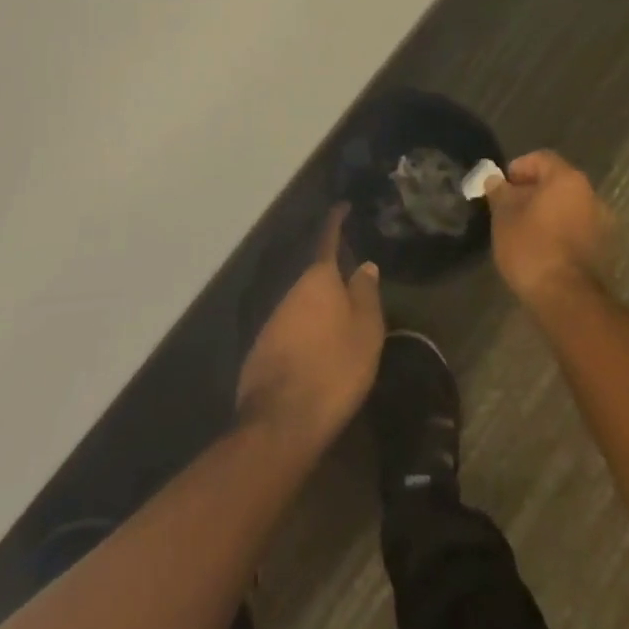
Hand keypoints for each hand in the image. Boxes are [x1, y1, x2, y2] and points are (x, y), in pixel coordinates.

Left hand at [236, 208, 383, 449]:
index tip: (342, 206)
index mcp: (317, 280)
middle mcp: (290, 292)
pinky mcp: (262, 349)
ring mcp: (272, 320)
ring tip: (342, 325)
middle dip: (333, 277)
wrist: (281, 421)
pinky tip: (319, 352)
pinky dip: (307, 332)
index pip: (327, 240)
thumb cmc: (334, 368)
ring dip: (320, 309)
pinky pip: (291, 329)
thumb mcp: (365, 331)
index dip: (336, 221)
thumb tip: (364, 265)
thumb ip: (366, 294)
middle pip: (315, 276)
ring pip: (302, 304)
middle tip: (356, 286)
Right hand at [483, 151, 612, 312]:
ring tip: (524, 230)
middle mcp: (591, 194)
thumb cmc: (531, 247)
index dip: (518, 168)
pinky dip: (560, 230)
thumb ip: (499, 191)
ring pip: (568, 206)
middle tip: (509, 208)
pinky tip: (543, 248)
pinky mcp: (604, 248)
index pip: (541, 158)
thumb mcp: (503, 215)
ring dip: (548, 212)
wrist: (565, 297)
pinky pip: (577, 227)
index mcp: (567, 178)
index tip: (501, 187)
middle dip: (532, 191)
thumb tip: (494, 179)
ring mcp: (602, 222)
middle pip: (557, 182)